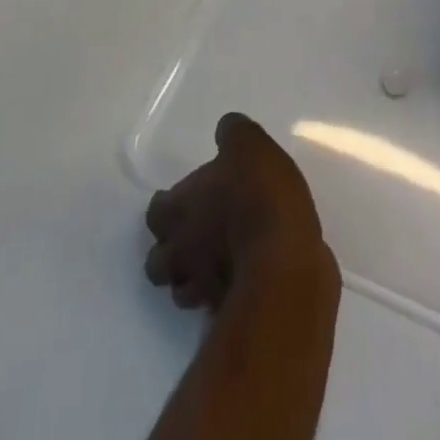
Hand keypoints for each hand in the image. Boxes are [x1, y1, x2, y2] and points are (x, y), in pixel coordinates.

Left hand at [144, 113, 334, 310]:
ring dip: (192, 277)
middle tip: (195, 234)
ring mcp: (201, 289)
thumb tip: (225, 128)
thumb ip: (234, 133)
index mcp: (179, 210)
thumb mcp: (250, 146)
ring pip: (182, 289)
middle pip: (158, 259)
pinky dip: (222, 295)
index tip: (183, 198)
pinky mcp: (229, 311)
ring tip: (214, 261)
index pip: (155, 211)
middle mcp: (181, 252)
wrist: (284, 264)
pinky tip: (241, 279)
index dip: (166, 205)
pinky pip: (215, 305)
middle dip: (172, 249)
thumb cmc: (259, 197)